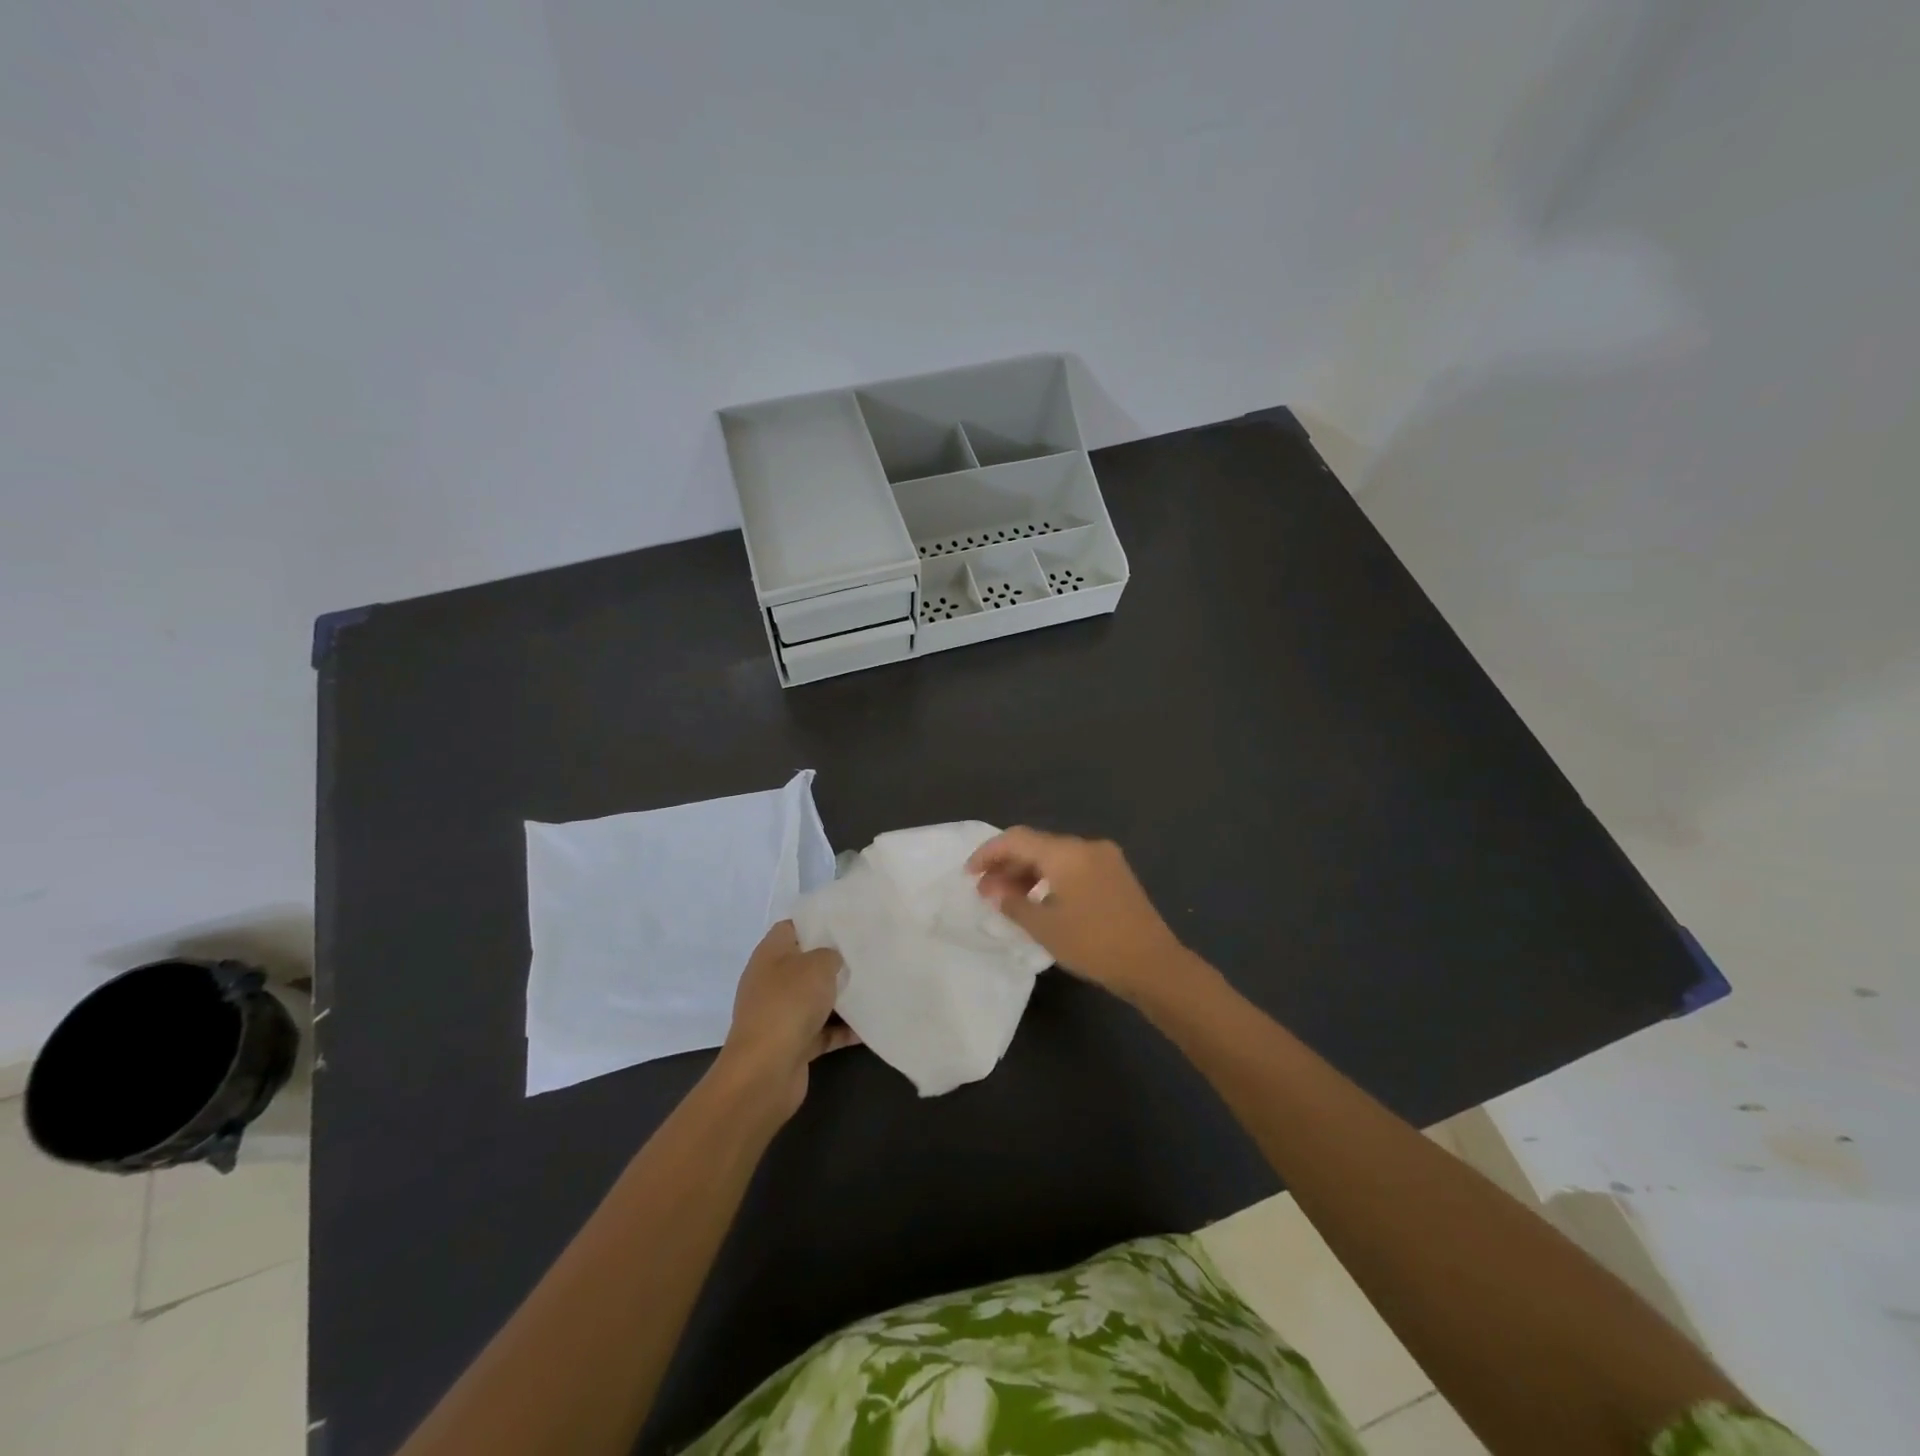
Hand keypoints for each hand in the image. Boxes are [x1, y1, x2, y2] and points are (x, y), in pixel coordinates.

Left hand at [714, 922, 858, 1123]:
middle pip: (806, 964)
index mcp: (770, 955)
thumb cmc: (789, 1004)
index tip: (847, 924)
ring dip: (841, 998)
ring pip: (816, 999)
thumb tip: (834, 960)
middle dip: (834, 962)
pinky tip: (870, 1026)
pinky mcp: (793, 1043)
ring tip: (875, 987)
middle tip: (866, 955)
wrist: (765, 1071)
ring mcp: (781, 1014)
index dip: (817, 923)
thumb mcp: (817, 965)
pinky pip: (823, 1031)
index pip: (792, 928)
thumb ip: (831, 955)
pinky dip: (843, 1029)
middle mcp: (772, 982)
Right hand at [967, 828, 1190, 1004]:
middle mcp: (1086, 846)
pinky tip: (1038, 900)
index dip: (988, 853)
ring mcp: (1104, 858)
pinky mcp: (1115, 875)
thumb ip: (1013, 903)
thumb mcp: (1045, 927)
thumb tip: (993, 890)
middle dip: (1007, 864)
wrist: (1154, 964)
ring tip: (1007, 899)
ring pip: (1055, 856)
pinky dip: (1050, 878)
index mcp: (1066, 853)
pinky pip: (1072, 866)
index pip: (1016, 839)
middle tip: (985, 891)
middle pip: (1036, 845)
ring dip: (1028, 872)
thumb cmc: (1094, 944)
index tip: (969, 874)